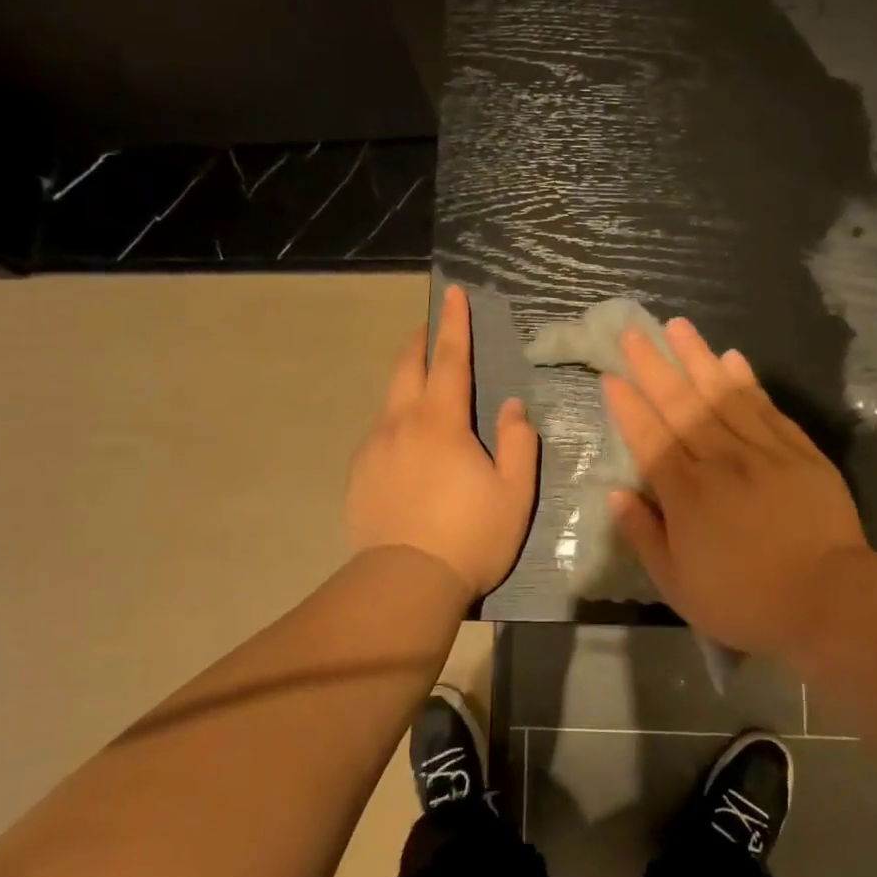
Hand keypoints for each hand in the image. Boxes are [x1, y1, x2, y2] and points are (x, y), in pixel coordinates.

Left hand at [346, 284, 539, 597]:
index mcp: (441, 422)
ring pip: (390, 400)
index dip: (453, 324)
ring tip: (423, 387)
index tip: (452, 292)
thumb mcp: (513, 492)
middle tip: (430, 327)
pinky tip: (407, 444)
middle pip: (407, 368)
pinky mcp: (359, 474)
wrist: (404, 583)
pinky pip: (380, 434)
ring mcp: (374, 448)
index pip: (450, 359)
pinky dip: (396, 422)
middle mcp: (401, 424)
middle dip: (420, 341)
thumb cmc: (470, 536)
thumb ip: (517, 442)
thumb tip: (512, 407)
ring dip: (407, 383)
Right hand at [603, 318, 867, 655]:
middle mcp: (719, 460)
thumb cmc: (745, 599)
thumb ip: (644, 535)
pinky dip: (746, 381)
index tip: (611, 376)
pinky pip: (766, 407)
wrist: (829, 601)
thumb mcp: (678, 585)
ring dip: (697, 357)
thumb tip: (616, 494)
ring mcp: (762, 451)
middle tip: (634, 332)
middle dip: (654, 365)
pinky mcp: (799, 452)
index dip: (627, 406)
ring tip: (678, 326)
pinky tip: (732, 358)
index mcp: (686, 493)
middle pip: (681, 404)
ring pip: (722, 394)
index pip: (649, 438)